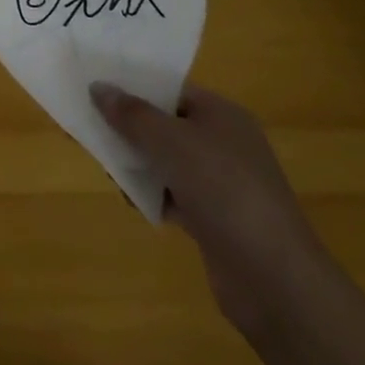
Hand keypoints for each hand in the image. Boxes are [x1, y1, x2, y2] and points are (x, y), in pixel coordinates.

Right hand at [91, 81, 334, 336]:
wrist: (273, 278)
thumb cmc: (222, 190)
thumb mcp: (170, 142)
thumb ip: (131, 114)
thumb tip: (97, 87)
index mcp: (222, 115)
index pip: (171, 90)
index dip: (134, 87)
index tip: (95, 89)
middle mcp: (224, 143)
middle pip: (166, 125)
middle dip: (130, 128)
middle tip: (91, 130)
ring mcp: (222, 184)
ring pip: (167, 162)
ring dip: (138, 164)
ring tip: (107, 168)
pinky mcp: (216, 219)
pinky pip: (174, 194)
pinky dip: (153, 196)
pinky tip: (131, 201)